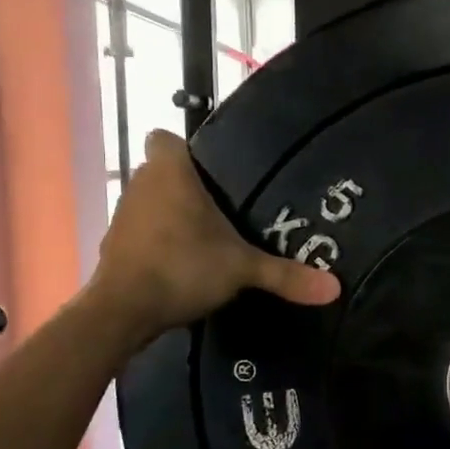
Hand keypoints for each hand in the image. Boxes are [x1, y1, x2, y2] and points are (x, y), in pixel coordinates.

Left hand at [93, 130, 340, 344]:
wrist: (123, 311)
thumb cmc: (182, 267)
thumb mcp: (241, 269)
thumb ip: (285, 274)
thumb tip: (335, 289)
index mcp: (169, 171)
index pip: (165, 138)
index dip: (186, 150)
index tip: (212, 172)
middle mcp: (140, 183)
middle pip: (162, 171)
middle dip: (187, 186)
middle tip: (223, 208)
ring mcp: (123, 214)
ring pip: (150, 201)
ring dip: (170, 214)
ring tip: (205, 237)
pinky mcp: (114, 245)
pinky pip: (141, 230)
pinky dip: (157, 241)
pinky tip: (181, 262)